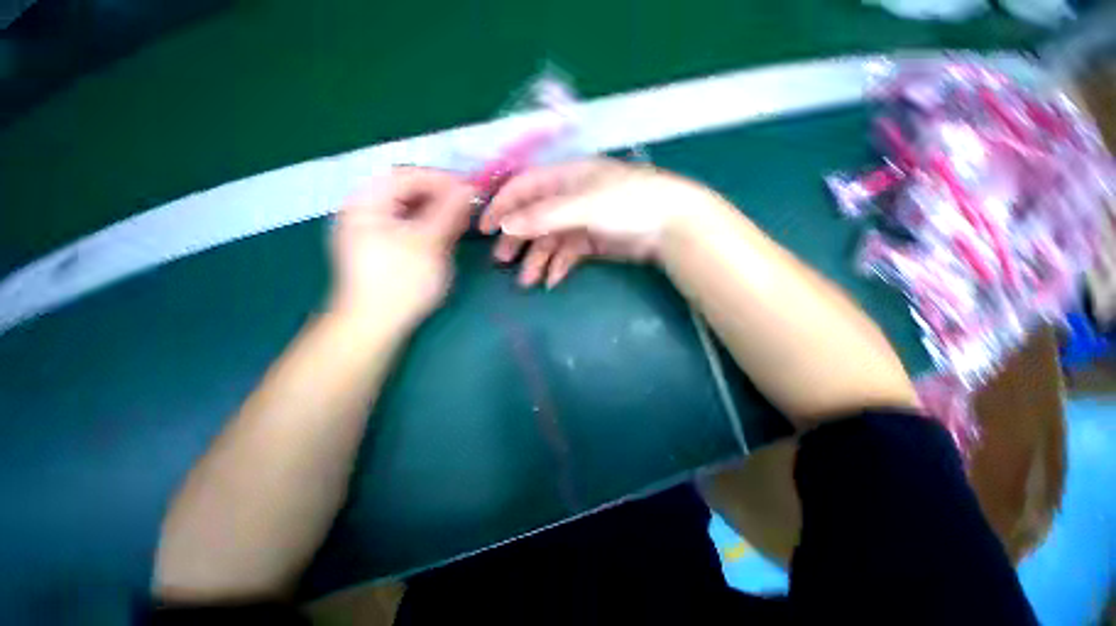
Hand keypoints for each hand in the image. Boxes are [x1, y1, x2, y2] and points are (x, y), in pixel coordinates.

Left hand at [328, 167, 473, 328]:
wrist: (374, 326)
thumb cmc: (401, 282)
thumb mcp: (428, 243)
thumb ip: (448, 212)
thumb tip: (468, 187)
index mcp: (367, 202)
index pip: (407, 175)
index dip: (441, 179)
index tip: (471, 189)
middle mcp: (365, 210)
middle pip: (406, 190)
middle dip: (440, 194)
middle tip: (469, 205)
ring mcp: (373, 230)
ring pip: (409, 208)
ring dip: (436, 209)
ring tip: (462, 218)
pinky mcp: (383, 248)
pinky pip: (409, 225)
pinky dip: (429, 224)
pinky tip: (445, 233)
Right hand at [479, 159, 700, 287]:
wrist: (670, 226)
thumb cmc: (627, 203)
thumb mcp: (582, 206)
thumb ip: (543, 216)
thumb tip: (504, 226)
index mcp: (565, 177)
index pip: (523, 187)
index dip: (502, 205)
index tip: (484, 229)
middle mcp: (569, 197)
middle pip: (534, 217)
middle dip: (517, 239)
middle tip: (503, 261)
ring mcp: (581, 221)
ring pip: (550, 240)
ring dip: (537, 260)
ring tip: (529, 281)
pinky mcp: (592, 242)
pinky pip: (567, 254)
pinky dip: (559, 267)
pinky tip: (553, 281)